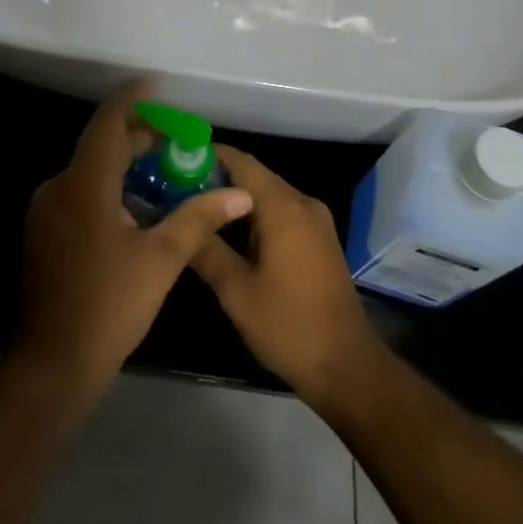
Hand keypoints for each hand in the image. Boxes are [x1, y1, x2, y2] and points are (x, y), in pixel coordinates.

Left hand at [12, 89, 253, 407]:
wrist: (54, 362)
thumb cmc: (110, 305)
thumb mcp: (162, 259)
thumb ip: (198, 218)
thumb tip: (239, 194)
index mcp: (84, 185)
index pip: (107, 123)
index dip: (131, 99)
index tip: (155, 83)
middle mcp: (59, 187)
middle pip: (101, 146)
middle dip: (138, 139)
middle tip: (176, 142)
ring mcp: (46, 211)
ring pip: (90, 171)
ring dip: (125, 167)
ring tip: (165, 175)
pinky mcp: (45, 232)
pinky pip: (80, 193)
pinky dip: (109, 189)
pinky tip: (137, 210)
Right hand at [190, 146, 386, 409]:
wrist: (348, 367)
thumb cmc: (289, 326)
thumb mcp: (236, 291)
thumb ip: (206, 250)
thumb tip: (178, 221)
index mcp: (283, 207)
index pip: (241, 162)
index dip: (207, 156)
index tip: (175, 159)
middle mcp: (302, 203)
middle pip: (254, 175)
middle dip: (216, 178)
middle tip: (176, 188)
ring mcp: (315, 221)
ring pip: (267, 195)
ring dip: (234, 199)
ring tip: (194, 208)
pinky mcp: (319, 239)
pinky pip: (280, 212)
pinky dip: (253, 215)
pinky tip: (227, 233)